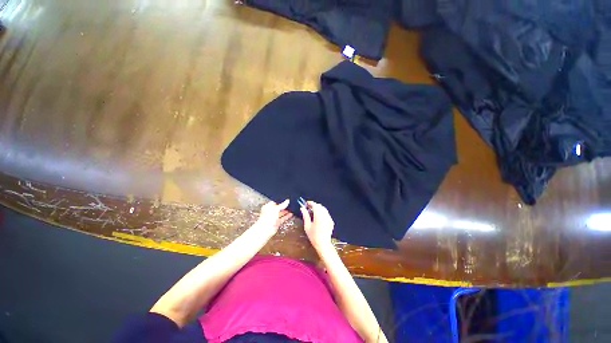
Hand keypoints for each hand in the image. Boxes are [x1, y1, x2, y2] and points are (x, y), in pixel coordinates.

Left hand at [254, 199, 292, 235]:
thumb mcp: (276, 208)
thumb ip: (282, 205)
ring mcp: (273, 218)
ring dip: (286, 212)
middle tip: (290, 204)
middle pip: (278, 208)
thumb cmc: (267, 217)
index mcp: (268, 207)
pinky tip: (291, 214)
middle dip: (284, 207)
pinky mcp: (276, 223)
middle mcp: (270, 212)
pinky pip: (283, 218)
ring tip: (292, 209)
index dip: (280, 201)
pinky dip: (286, 217)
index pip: (275, 202)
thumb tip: (287, 201)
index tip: (286, 200)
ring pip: (281, 214)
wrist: (265, 229)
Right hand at [300, 201, 334, 250]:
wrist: (323, 244)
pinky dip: (322, 213)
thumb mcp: (307, 226)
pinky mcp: (331, 221)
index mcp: (319, 215)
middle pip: (320, 206)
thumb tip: (302, 208)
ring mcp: (329, 218)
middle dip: (314, 205)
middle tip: (308, 208)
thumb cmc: (313, 236)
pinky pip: (326, 214)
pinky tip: (318, 217)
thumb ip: (305, 215)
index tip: (306, 203)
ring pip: (324, 209)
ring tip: (313, 212)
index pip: (315, 205)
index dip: (310, 203)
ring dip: (318, 208)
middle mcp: (325, 215)